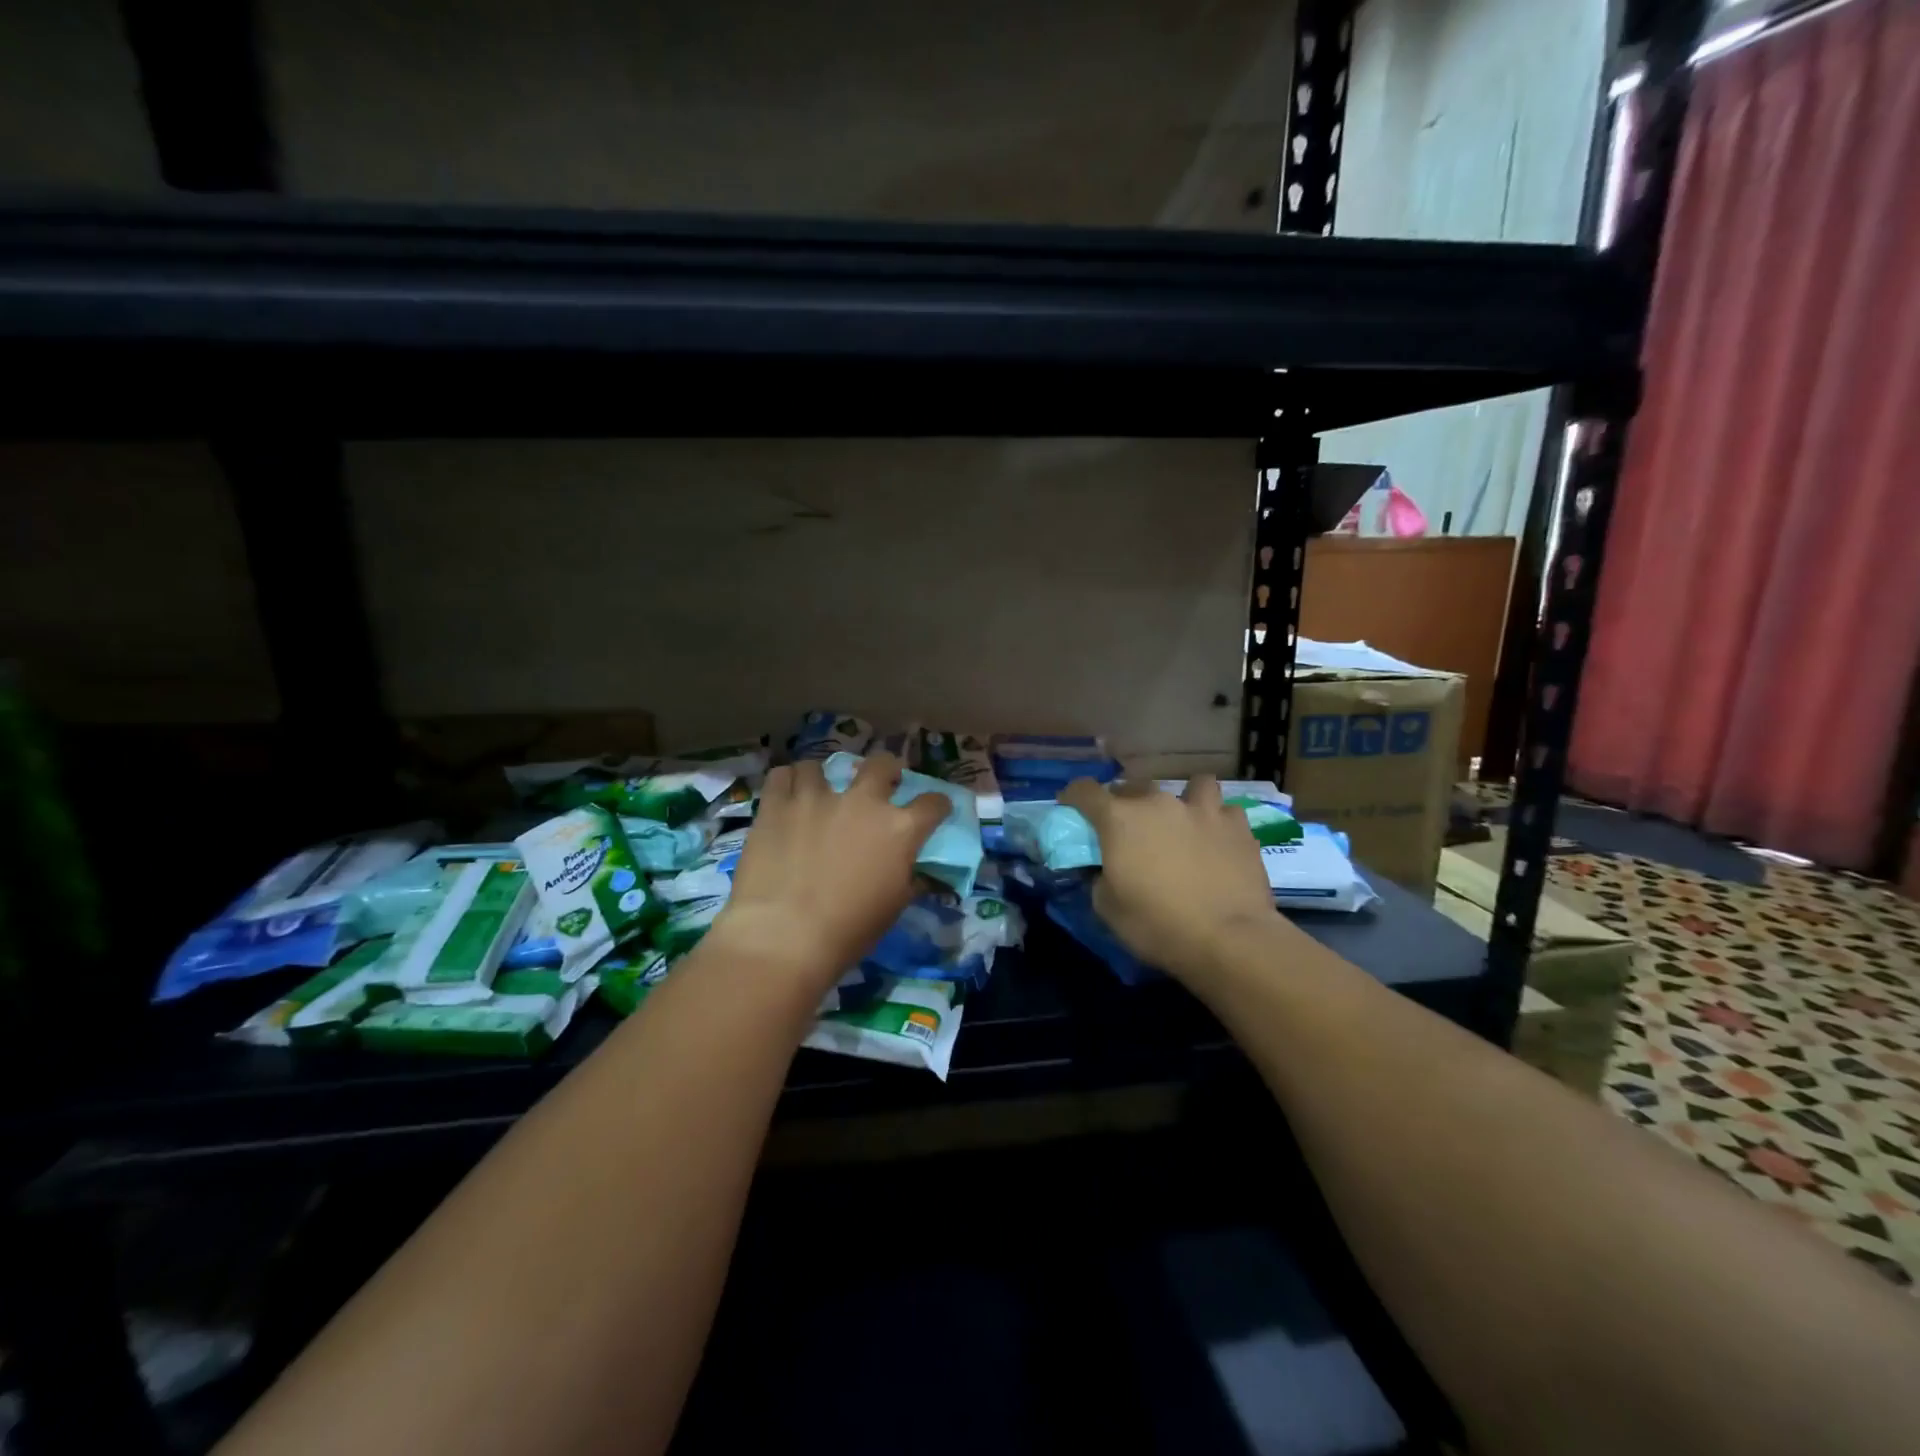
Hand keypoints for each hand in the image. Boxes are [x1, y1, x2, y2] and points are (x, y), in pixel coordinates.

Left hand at [706, 753, 948, 997]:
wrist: (784, 936)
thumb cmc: (848, 930)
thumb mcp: (893, 908)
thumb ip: (909, 880)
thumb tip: (918, 874)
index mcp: (899, 829)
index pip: (933, 803)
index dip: (937, 805)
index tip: (935, 810)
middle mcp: (862, 801)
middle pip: (882, 764)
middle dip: (887, 770)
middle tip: (881, 783)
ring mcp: (817, 797)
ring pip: (821, 766)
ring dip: (824, 778)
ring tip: (818, 793)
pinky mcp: (777, 804)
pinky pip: (782, 775)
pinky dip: (786, 783)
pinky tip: (786, 796)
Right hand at [1060, 775, 1287, 987]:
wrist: (1229, 939)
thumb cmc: (1157, 925)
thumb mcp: (1108, 909)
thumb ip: (1099, 878)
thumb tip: (1104, 869)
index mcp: (1119, 819)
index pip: (1085, 790)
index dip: (1073, 796)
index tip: (1072, 807)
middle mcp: (1158, 803)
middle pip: (1134, 786)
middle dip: (1126, 802)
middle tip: (1130, 828)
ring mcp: (1202, 810)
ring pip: (1192, 785)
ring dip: (1184, 798)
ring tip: (1185, 821)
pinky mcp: (1238, 826)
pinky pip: (1225, 812)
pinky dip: (1219, 822)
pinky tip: (1218, 840)